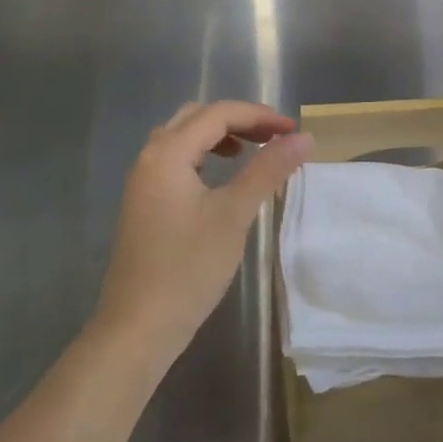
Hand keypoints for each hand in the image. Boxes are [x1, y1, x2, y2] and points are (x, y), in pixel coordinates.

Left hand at [96, 101, 311, 366]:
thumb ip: (268, 170)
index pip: (218, 114)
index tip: (294, 131)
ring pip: (183, 138)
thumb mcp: (234, 214)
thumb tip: (304, 138)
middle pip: (197, 118)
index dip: (259, 116)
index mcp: (167, 153)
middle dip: (238, 120)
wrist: (138, 327)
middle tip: (274, 137)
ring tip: (252, 152)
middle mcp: (149, 157)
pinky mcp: (144, 203)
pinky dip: (203, 156)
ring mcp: (142, 181)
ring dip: (219, 136)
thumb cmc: (188, 268)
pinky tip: (222, 178)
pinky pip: (176, 161)